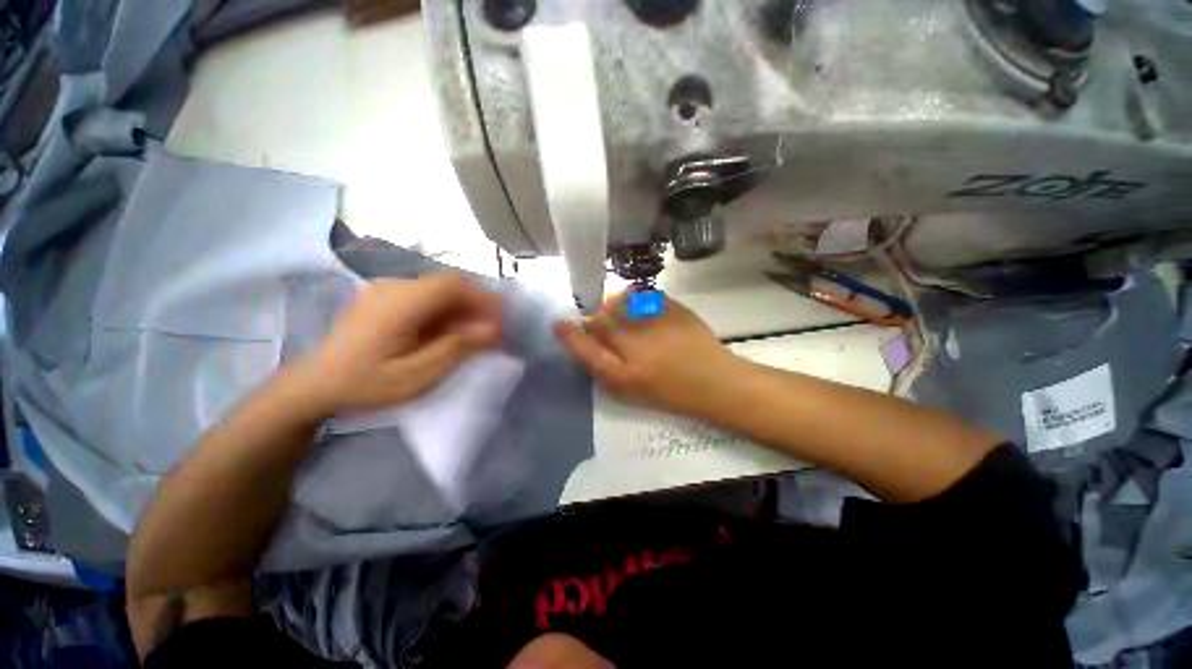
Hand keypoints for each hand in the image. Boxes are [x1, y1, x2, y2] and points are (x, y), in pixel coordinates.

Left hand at [292, 274, 501, 416]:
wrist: (314, 385)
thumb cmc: (365, 384)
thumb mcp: (417, 375)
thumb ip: (457, 348)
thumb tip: (493, 330)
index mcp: (401, 302)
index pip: (455, 285)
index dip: (484, 299)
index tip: (501, 323)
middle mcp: (395, 286)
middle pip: (450, 284)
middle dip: (477, 304)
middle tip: (491, 331)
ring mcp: (388, 290)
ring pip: (441, 289)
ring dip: (463, 308)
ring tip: (474, 336)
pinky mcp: (386, 298)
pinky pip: (427, 297)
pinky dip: (447, 311)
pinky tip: (449, 333)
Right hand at [554, 292, 739, 416]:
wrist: (714, 381)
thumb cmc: (670, 392)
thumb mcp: (631, 389)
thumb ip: (605, 365)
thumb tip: (585, 337)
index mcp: (626, 374)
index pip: (587, 350)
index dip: (570, 335)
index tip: (559, 323)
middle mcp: (638, 347)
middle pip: (601, 320)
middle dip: (593, 315)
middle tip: (597, 317)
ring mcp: (657, 324)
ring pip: (620, 303)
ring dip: (614, 305)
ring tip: (621, 312)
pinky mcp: (674, 308)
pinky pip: (644, 295)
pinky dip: (636, 299)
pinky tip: (642, 309)